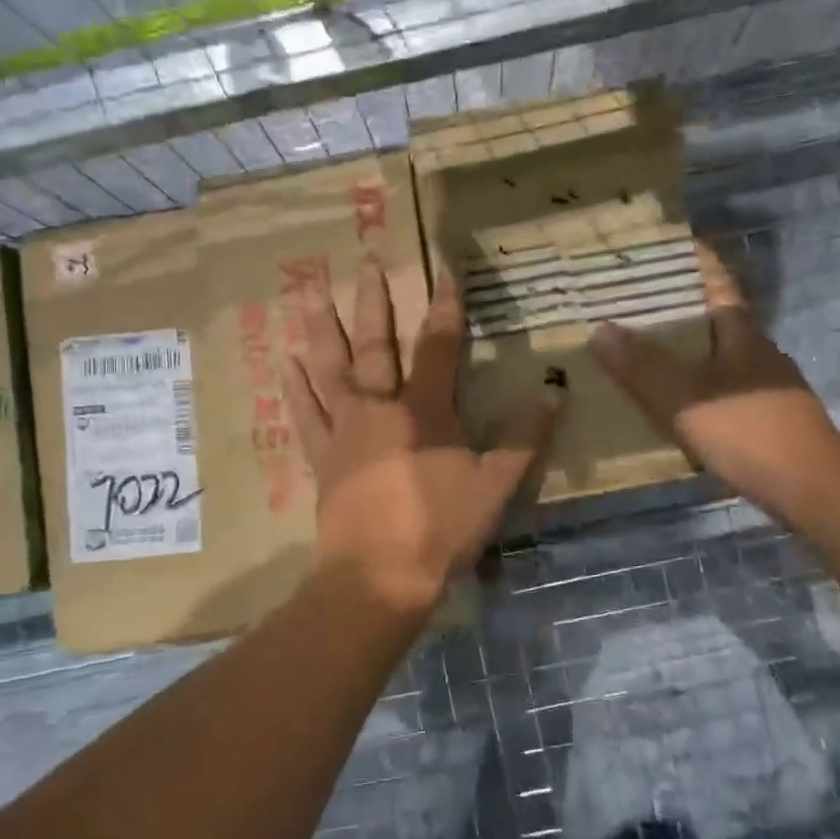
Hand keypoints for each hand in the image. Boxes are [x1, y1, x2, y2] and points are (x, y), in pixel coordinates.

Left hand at [285, 261, 563, 615]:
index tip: (445, 270)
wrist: (377, 576)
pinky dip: (295, 386)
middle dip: (374, 301)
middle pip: (375, 344)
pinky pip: (305, 413)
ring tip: (306, 286)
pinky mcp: (322, 456)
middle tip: (365, 262)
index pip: (437, 344)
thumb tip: (554, 390)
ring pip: (329, 366)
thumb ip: (525, 437)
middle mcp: (379, 406)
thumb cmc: (441, 528)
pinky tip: (285, 359)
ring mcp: (344, 430)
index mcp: (424, 409)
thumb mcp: (496, 485)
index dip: (445, 306)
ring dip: (320, 325)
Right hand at [589, 243, 839, 512]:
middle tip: (636, 306)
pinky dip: (698, 386)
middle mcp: (758, 352)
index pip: (717, 283)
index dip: (696, 262)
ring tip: (646, 353)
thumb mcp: (681, 398)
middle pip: (717, 319)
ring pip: (720, 356)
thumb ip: (639, 366)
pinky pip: (724, 388)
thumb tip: (599, 329)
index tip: (670, 246)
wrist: (810, 488)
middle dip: (680, 310)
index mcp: (741, 334)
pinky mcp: (768, 417)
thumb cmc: (746, 430)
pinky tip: (677, 404)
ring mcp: (767, 386)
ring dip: (687, 351)